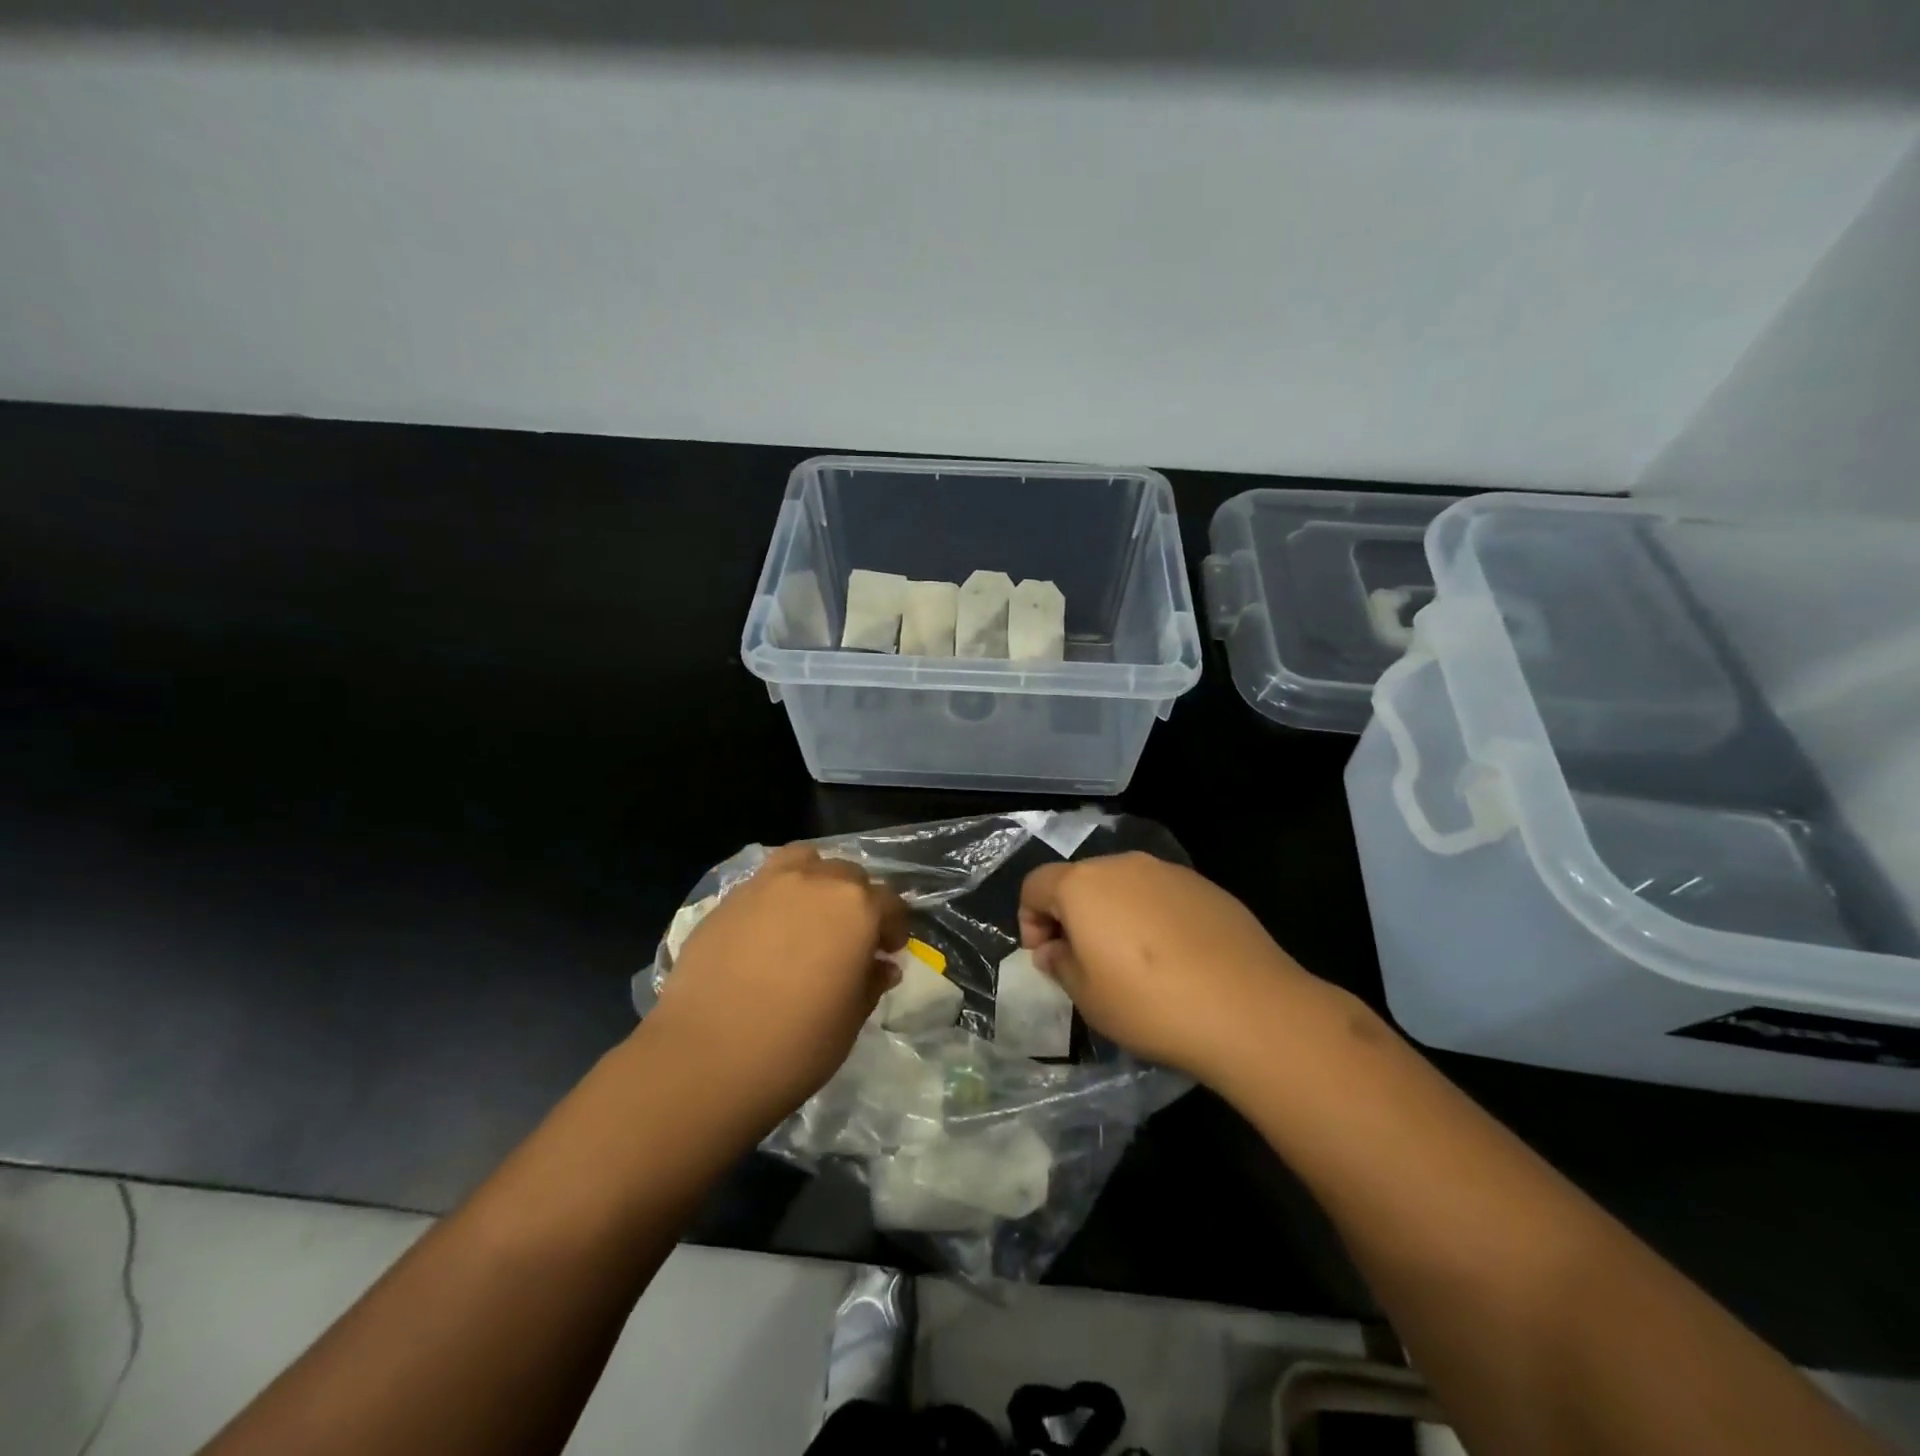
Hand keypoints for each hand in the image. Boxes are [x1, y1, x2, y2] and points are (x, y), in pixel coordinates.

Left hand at [643, 844, 908, 1129]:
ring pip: (805, 861)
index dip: (894, 927)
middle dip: (857, 901)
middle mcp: (816, 881)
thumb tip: (881, 965)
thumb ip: (871, 982)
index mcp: (856, 908)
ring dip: (817, 881)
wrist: (704, 1058)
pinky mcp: (729, 898)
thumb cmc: (795, 1045)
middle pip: (849, 875)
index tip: (888, 952)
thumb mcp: (850, 1020)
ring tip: (809, 915)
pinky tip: (768, 930)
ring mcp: (768, 884)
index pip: (890, 902)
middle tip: (850, 938)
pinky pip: (766, 881)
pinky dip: (778, 894)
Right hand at [1018, 852, 1323, 1084]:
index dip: (1029, 919)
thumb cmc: (1149, 1004)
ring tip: (1130, 961)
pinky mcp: (1206, 887)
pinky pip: (1161, 895)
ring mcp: (1169, 872)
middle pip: (1080, 880)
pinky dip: (1151, 917)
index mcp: (1083, 885)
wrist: (1248, 1008)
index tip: (1044, 956)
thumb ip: (1060, 964)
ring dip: (1113, 914)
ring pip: (1123, 885)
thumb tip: (1053, 950)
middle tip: (1082, 960)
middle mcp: (1123, 865)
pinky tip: (1172, 958)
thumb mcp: (1088, 997)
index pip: (1035, 884)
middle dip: (1071, 915)